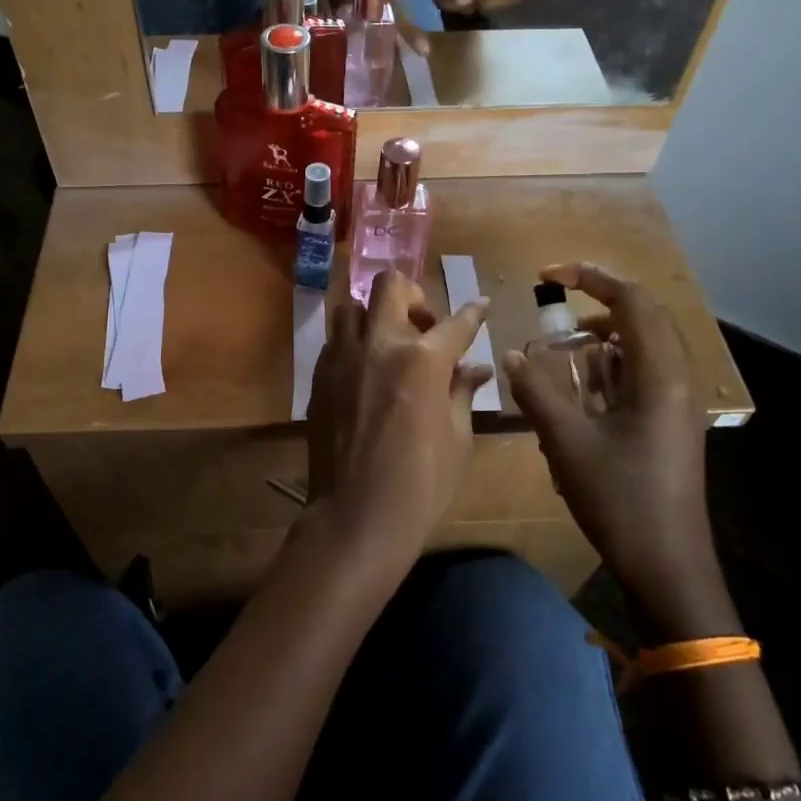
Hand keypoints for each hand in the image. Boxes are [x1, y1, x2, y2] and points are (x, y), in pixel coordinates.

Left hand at [306, 271, 491, 566]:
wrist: (357, 514)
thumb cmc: (421, 482)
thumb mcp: (457, 438)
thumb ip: (462, 392)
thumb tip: (476, 369)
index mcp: (423, 359)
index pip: (456, 323)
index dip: (473, 313)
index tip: (480, 305)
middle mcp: (379, 344)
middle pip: (390, 286)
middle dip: (413, 294)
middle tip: (424, 325)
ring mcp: (343, 357)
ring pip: (352, 306)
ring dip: (374, 315)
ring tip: (387, 343)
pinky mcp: (320, 375)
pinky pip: (336, 340)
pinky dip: (353, 342)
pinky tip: (365, 370)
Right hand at [502, 264, 734, 638]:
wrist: (667, 566)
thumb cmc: (619, 499)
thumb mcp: (567, 442)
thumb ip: (537, 392)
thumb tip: (509, 354)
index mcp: (660, 376)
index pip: (631, 301)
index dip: (590, 278)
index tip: (547, 274)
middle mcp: (676, 380)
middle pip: (643, 316)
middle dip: (598, 300)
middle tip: (555, 301)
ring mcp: (677, 403)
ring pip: (644, 345)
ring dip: (604, 333)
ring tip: (564, 344)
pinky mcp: (670, 424)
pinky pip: (642, 373)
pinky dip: (611, 363)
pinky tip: (582, 385)